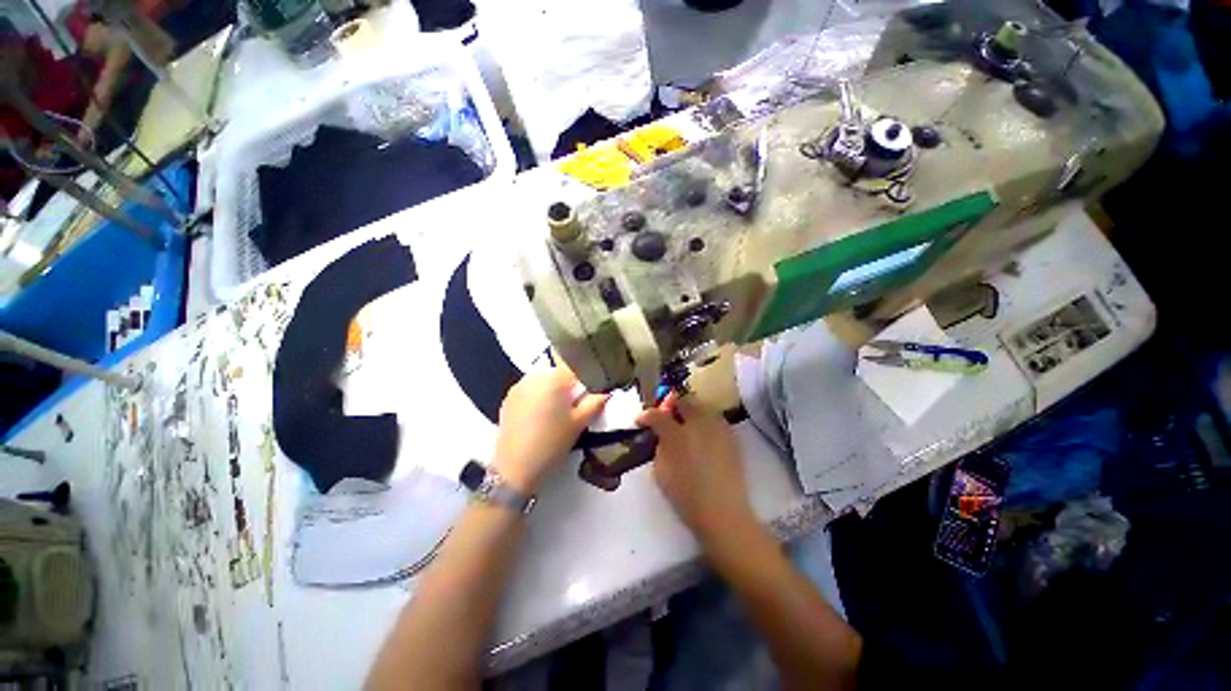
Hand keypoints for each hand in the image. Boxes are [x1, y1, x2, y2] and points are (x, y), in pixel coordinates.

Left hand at [493, 368, 607, 492]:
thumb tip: (607, 390)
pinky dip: (539, 395)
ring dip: (553, 388)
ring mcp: (518, 386)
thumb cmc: (552, 443)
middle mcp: (534, 376)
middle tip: (576, 403)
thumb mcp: (579, 423)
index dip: (586, 375)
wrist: (515, 469)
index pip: (576, 366)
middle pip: (558, 371)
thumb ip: (595, 402)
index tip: (591, 388)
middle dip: (569, 383)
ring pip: (543, 379)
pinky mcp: (508, 398)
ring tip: (557, 411)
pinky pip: (530, 388)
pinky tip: (541, 415)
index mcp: (553, 379)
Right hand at [636, 394, 755, 541]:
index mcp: (676, 435)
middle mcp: (697, 424)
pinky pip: (714, 418)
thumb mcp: (661, 473)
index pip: (657, 415)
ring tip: (685, 424)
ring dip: (689, 411)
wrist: (723, 512)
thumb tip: (662, 438)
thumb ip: (659, 449)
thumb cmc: (686, 497)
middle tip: (666, 417)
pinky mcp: (730, 436)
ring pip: (701, 406)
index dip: (646, 416)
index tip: (641, 421)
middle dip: (671, 406)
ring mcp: (716, 428)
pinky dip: (704, 420)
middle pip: (682, 401)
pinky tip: (701, 435)